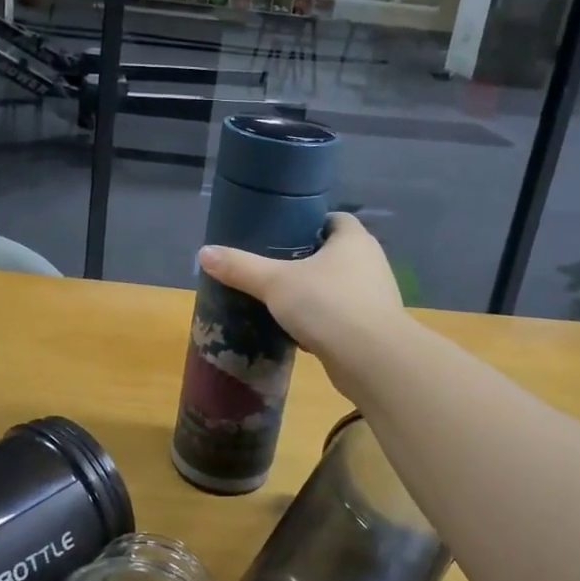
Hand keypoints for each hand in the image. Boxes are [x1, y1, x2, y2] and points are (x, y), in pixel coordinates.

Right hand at [198, 212, 404, 365]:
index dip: (308, 224)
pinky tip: (297, 332)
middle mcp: (370, 262)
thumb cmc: (327, 305)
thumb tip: (204, 253)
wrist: (372, 361)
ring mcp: (375, 297)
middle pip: (335, 253)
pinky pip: (342, 316)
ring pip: (338, 287)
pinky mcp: (373, 328)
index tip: (280, 235)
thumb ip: (240, 267)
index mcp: (354, 240)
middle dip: (306, 260)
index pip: (334, 219)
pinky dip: (322, 321)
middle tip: (272, 268)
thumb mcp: (275, 282)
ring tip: (280, 300)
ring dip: (315, 293)